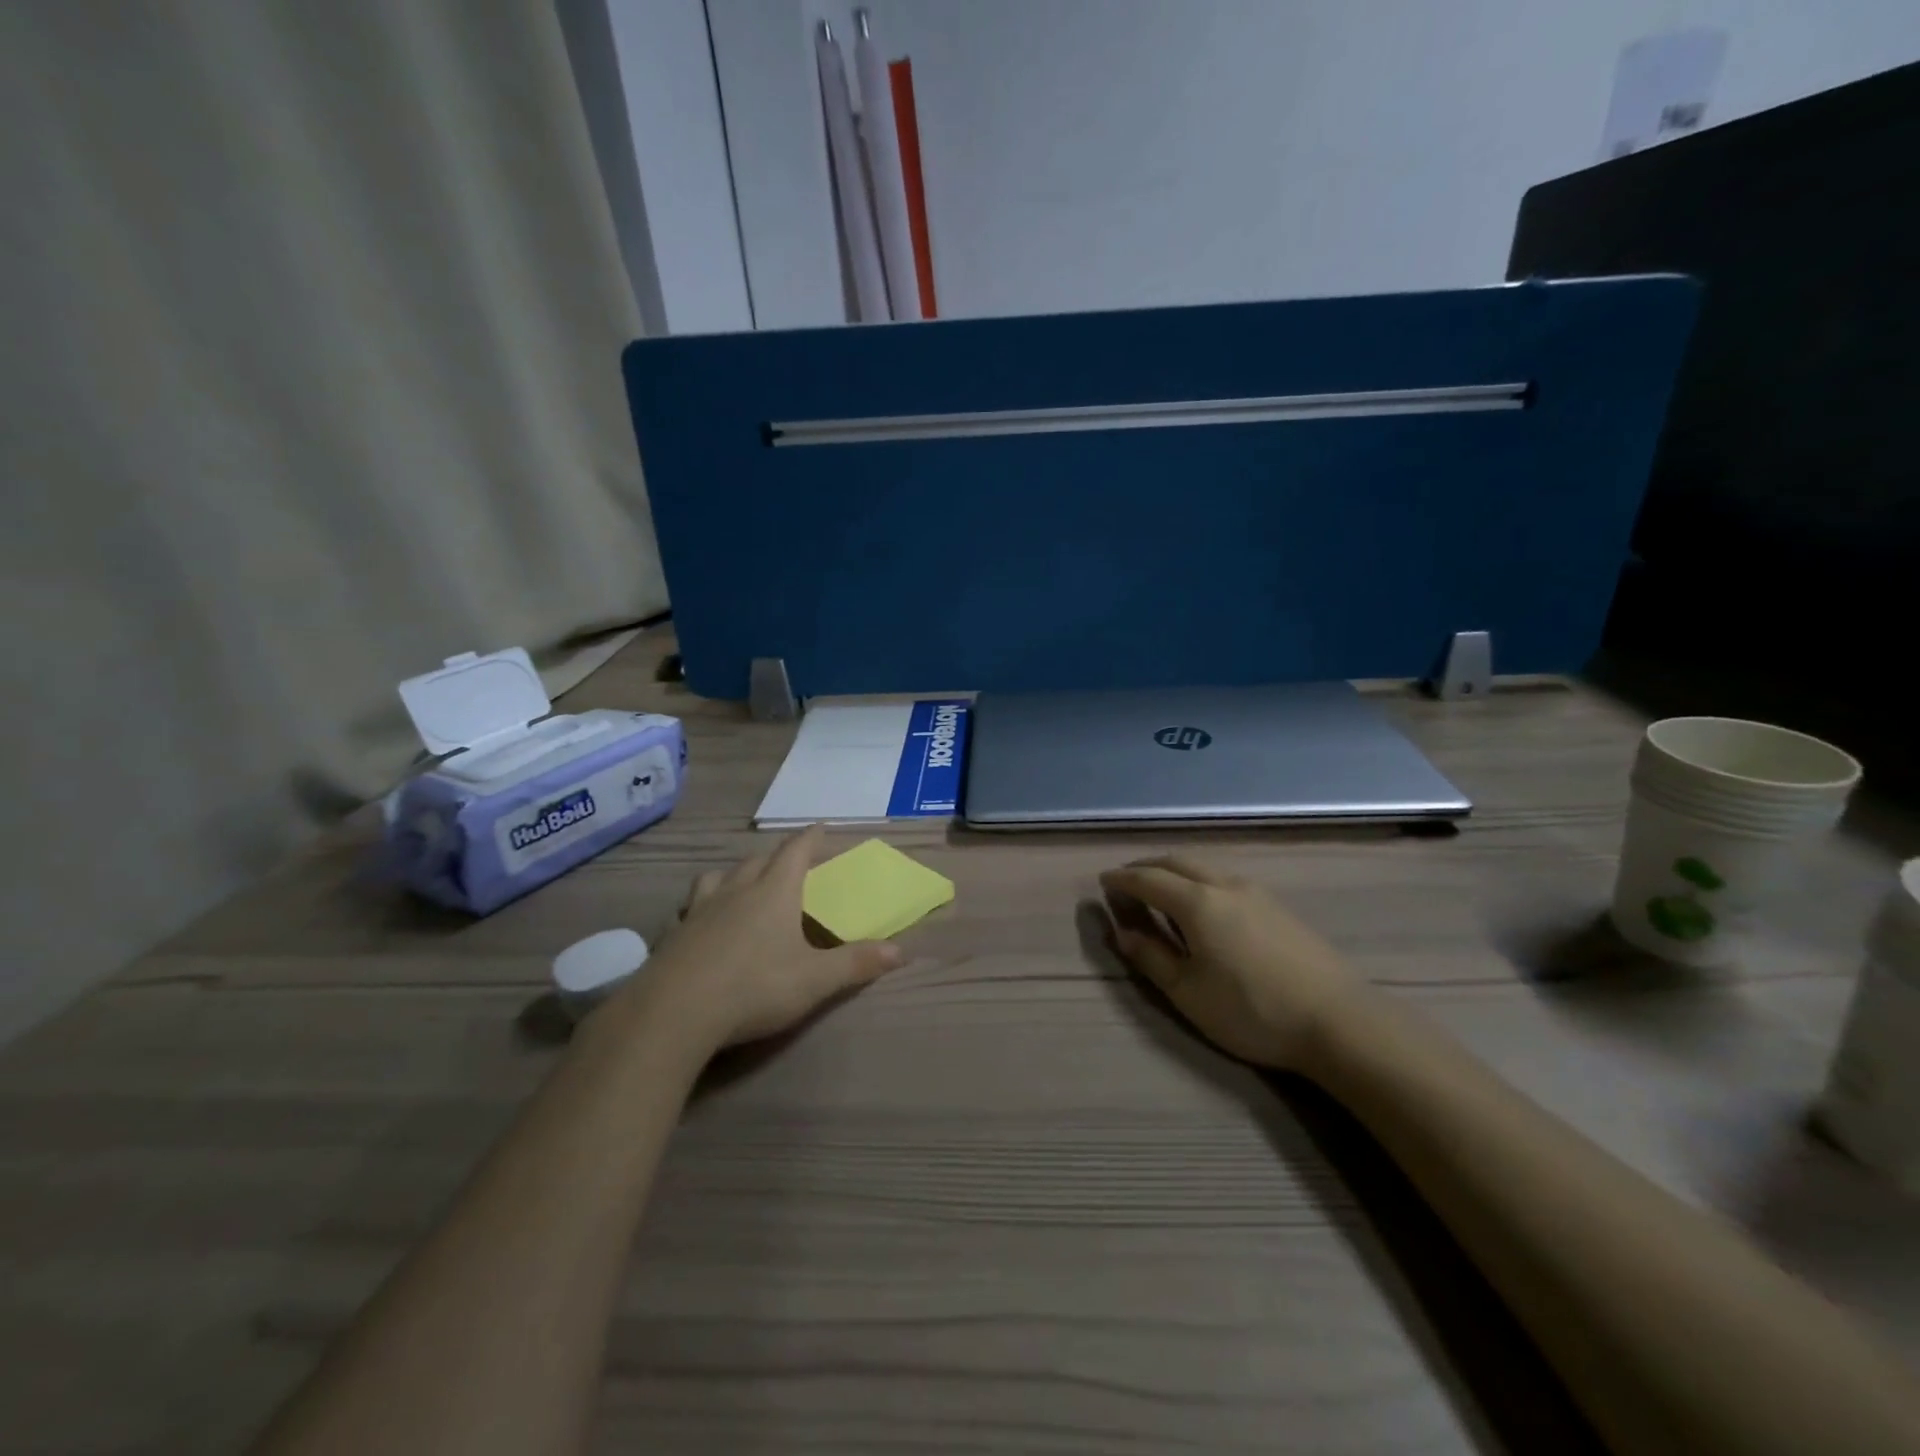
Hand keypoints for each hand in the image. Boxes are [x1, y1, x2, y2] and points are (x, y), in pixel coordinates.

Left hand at [633, 826, 903, 1052]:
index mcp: (774, 893)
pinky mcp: (672, 935)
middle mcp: (736, 891)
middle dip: (776, 857)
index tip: (820, 826)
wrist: (673, 1012)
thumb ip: (856, 963)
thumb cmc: (754, 987)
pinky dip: (699, 909)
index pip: (795, 851)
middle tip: (788, 862)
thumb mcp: (815, 980)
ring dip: (733, 875)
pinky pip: (688, 910)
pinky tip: (699, 926)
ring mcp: (699, 911)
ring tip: (740, 886)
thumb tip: (901, 950)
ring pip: (717, 878)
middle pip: (757, 861)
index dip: (810, 837)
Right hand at [1099, 855, 1371, 1070]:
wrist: (1339, 1022)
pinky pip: (1225, 879)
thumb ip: (1151, 958)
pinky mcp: (1279, 907)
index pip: (1148, 879)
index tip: (1103, 882)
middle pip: (1177, 862)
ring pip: (1204, 868)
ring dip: (1175, 871)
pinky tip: (1203, 904)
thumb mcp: (1189, 993)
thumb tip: (1121, 932)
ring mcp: (1256, 893)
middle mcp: (1224, 885)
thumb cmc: (1252, 1011)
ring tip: (1161, 890)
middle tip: (1127, 881)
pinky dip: (1199, 881)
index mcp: (1197, 903)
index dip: (1122, 879)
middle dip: (1146, 867)